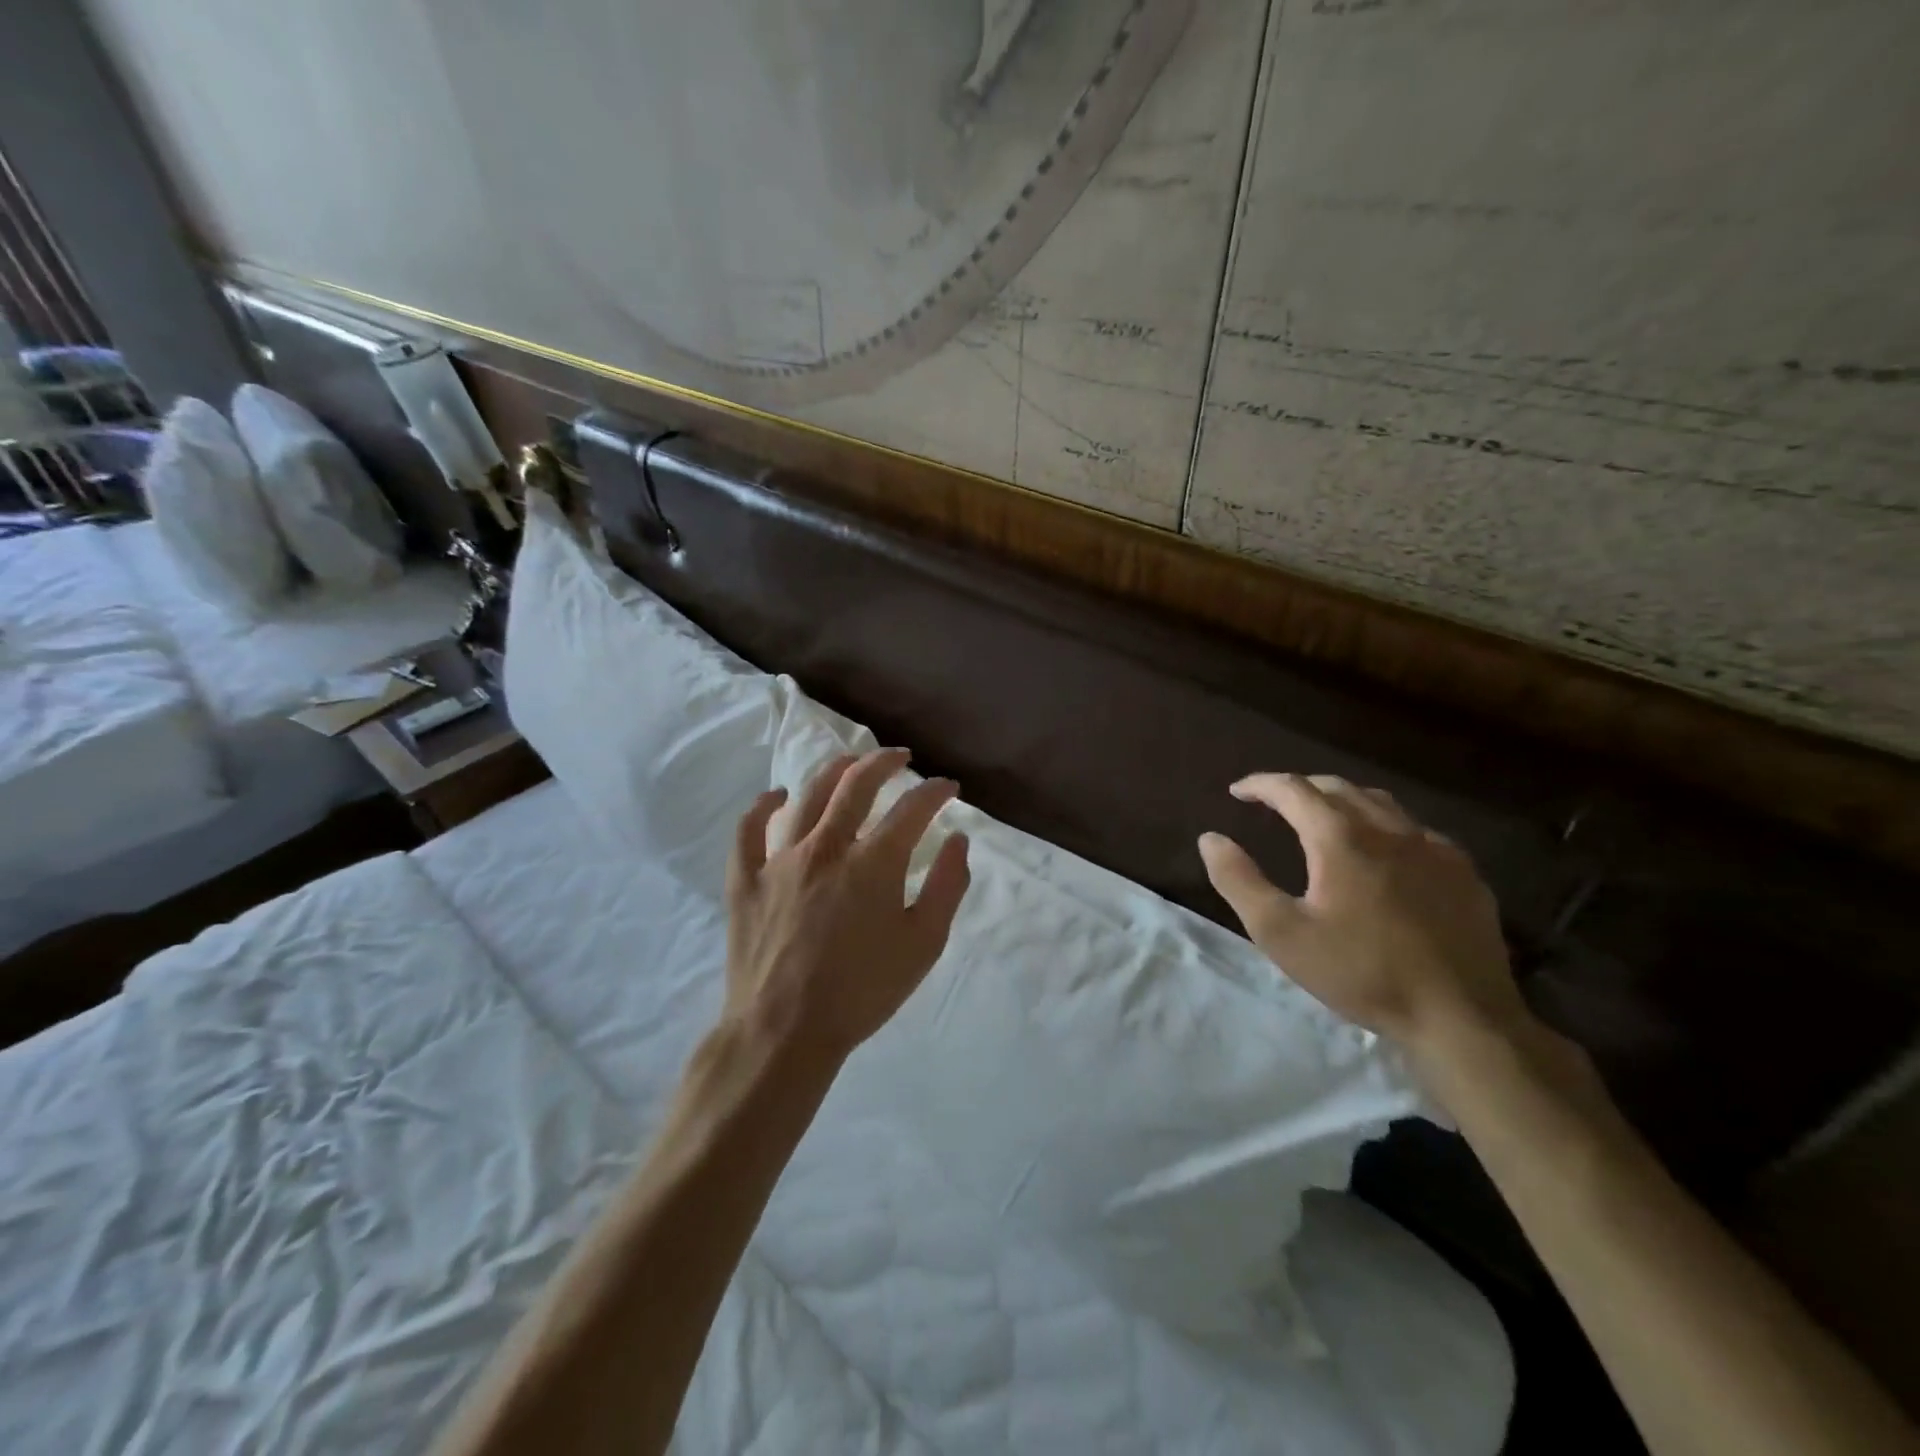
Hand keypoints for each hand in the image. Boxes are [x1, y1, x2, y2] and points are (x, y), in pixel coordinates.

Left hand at [723, 749, 971, 1067]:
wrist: (784, 1032)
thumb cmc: (863, 991)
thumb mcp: (923, 945)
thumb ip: (947, 887)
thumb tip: (958, 840)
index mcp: (874, 863)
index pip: (913, 809)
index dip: (936, 792)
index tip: (949, 787)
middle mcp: (826, 847)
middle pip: (857, 784)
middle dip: (885, 763)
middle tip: (901, 758)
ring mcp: (780, 859)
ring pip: (807, 796)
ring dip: (834, 771)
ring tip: (851, 763)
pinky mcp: (746, 879)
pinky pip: (749, 830)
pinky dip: (764, 807)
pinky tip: (777, 796)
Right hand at [1198, 772, 1528, 1055]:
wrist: (1461, 1017)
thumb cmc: (1361, 973)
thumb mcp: (1281, 933)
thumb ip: (1239, 880)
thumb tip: (1210, 838)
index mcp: (1340, 838)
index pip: (1293, 789)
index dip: (1261, 785)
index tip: (1238, 791)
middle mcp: (1388, 829)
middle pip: (1337, 787)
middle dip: (1300, 788)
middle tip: (1274, 802)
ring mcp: (1433, 848)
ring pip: (1380, 803)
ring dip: (1342, 800)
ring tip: (1323, 817)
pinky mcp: (1463, 872)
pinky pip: (1415, 830)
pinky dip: (1384, 826)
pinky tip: (1384, 853)